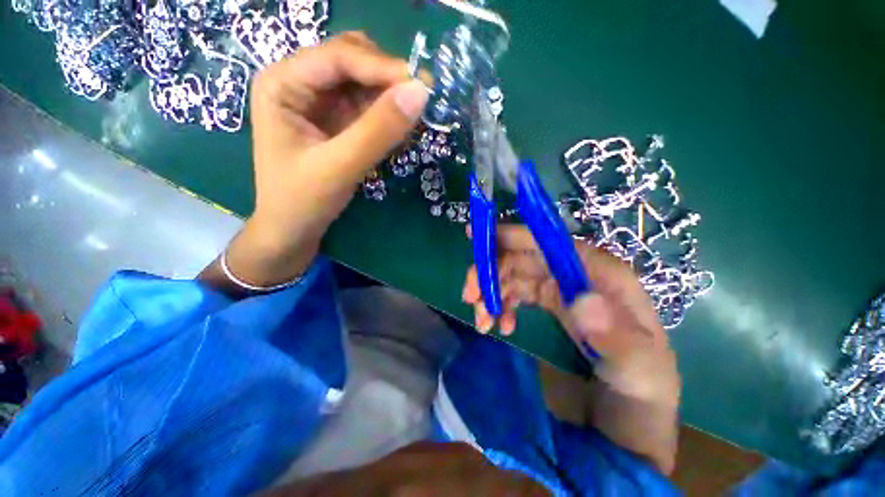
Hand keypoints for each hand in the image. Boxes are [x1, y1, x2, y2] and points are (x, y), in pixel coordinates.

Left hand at [203, 33, 428, 291]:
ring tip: (414, 116)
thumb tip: (420, 93)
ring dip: (390, 96)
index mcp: (282, 83)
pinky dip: (387, 114)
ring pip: (362, 82)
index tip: (422, 85)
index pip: (338, 58)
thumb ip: (378, 131)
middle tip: (421, 100)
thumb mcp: (339, 167)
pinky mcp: (336, 122)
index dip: (382, 67)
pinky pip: (367, 106)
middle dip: (387, 77)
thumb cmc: (302, 201)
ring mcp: (319, 102)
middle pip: (351, 61)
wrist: (291, 231)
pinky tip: (400, 127)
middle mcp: (299, 83)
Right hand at [461, 225, 677, 400]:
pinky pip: (517, 293)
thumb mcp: (638, 370)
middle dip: (492, 272)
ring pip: (515, 275)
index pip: (550, 243)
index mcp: (601, 274)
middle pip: (524, 258)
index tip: (477, 236)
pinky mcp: (550, 302)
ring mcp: (562, 288)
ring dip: (492, 292)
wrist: (630, 416)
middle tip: (469, 295)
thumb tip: (580, 300)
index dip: (513, 235)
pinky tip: (500, 327)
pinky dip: (502, 305)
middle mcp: (578, 273)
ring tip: (481, 320)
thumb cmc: (641, 389)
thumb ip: (616, 337)